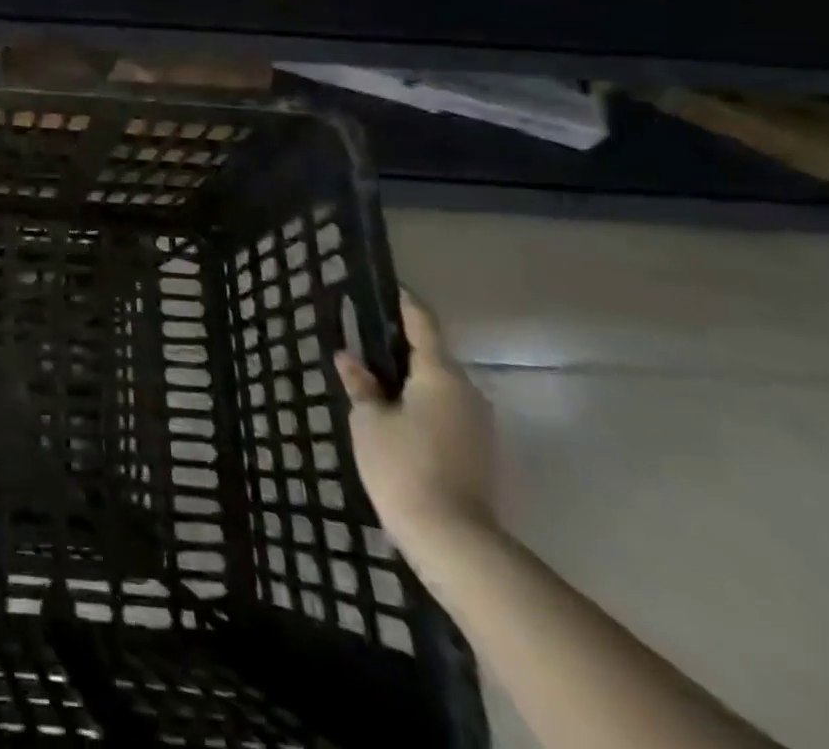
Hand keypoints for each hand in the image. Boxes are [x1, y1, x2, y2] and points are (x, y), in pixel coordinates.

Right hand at [336, 293, 495, 562]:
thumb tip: (349, 359)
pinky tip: (395, 418)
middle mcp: (467, 391)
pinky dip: (421, 405)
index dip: (403, 303)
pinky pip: (446, 411)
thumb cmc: (402, 466)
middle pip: (432, 356)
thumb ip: (361, 385)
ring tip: (373, 383)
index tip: (386, 288)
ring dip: (410, 380)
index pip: (421, 323)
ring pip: (439, 387)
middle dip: (399, 348)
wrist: (454, 541)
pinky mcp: (479, 451)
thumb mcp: (369, 421)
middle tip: (364, 343)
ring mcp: (478, 424)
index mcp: (440, 374)